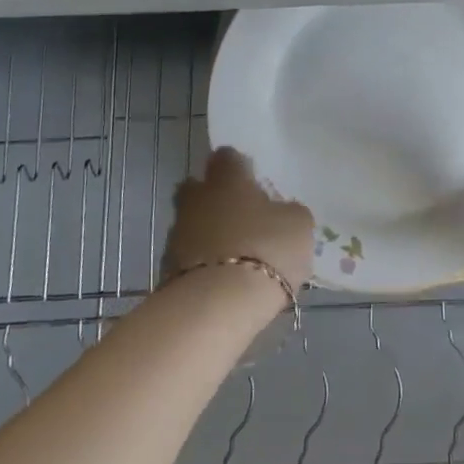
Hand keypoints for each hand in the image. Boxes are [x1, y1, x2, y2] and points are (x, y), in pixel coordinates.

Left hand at [163, 148, 315, 293]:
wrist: (216, 306)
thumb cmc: (265, 249)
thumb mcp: (298, 225)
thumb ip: (288, 211)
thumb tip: (280, 211)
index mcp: (228, 179)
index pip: (227, 157)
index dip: (239, 166)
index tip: (251, 179)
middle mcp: (197, 199)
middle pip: (197, 187)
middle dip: (212, 196)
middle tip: (237, 213)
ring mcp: (177, 235)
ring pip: (191, 223)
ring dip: (207, 232)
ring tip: (232, 252)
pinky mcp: (166, 270)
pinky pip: (187, 257)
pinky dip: (201, 263)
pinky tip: (221, 277)